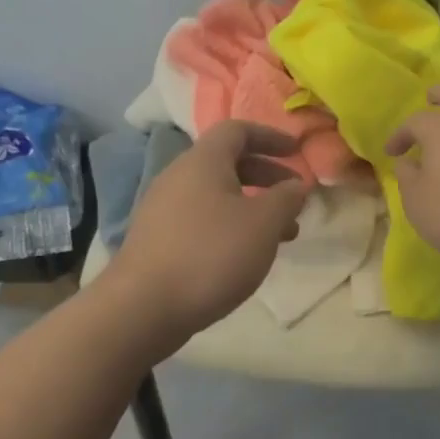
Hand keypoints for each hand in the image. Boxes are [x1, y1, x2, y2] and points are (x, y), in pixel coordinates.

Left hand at [103, 121, 308, 356]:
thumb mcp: (263, 224)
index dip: (271, 137)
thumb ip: (286, 199)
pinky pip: (201, 218)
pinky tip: (244, 255)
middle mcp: (179, 175)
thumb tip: (297, 185)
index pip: (238, 130)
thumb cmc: (211, 254)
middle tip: (293, 198)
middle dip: (266, 176)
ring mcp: (163, 208)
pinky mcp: (156, 238)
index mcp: (203, 161)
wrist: (142, 308)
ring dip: (251, 206)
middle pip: (227, 162)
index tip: (297, 152)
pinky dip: (229, 225)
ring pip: (216, 194)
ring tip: (279, 236)